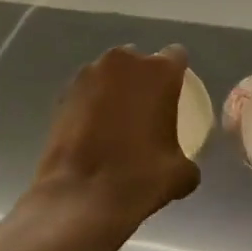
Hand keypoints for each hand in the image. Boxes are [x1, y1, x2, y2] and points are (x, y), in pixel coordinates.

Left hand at [31, 44, 200, 226]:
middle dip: (143, 79)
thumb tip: (183, 164)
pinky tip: (94, 131)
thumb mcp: (181, 174)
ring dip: (116, 89)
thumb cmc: (140, 177)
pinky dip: (93, 104)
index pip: (176, 56)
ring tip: (117, 121)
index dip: (177, 74)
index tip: (176, 95)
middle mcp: (123, 62)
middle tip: (146, 110)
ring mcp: (89, 74)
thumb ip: (187, 158)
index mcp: (159, 71)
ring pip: (110, 74)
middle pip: (139, 61)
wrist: (82, 194)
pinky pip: (87, 91)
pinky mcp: (63, 92)